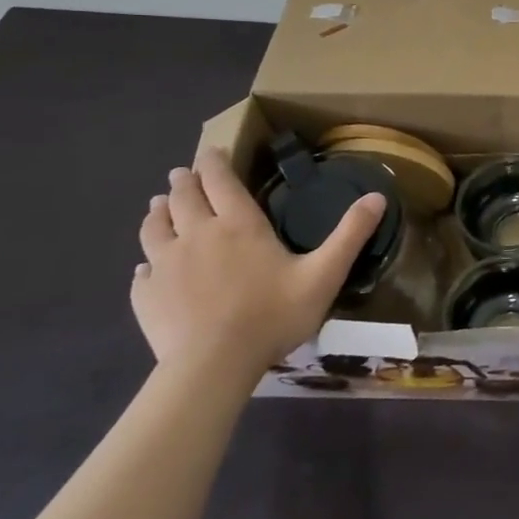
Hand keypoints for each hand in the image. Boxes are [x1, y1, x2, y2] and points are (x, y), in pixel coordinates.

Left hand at [132, 148, 383, 378]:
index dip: (213, 162)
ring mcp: (165, 265)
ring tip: (158, 205)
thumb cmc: (272, 316)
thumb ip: (349, 235)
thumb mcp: (323, 274)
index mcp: (238, 224)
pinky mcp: (146, 296)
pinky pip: (141, 271)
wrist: (213, 366)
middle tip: (181, 173)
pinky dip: (146, 262)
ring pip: (154, 227)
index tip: (210, 152)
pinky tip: (147, 267)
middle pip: (183, 196)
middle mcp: (197, 234)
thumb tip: (378, 195)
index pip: (220, 180)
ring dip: (158, 211)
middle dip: (184, 181)